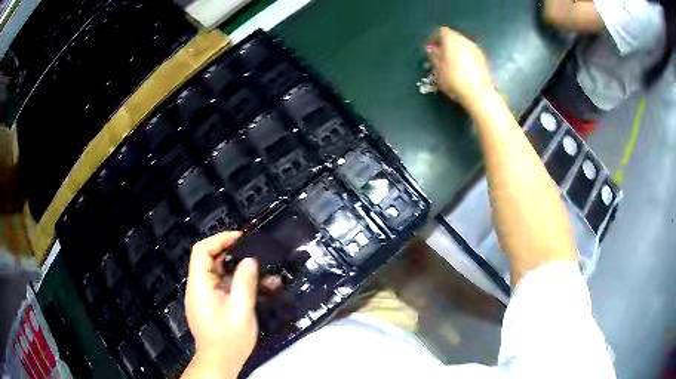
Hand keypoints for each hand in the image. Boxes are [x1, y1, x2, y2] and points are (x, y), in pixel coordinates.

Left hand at [183, 231, 257, 377]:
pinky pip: (222, 286)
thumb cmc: (229, 339)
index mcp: (200, 285)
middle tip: (254, 251)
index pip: (201, 251)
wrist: (220, 361)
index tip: (240, 238)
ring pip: (218, 273)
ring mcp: (204, 296)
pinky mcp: (211, 304)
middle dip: (232, 253)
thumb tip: (250, 260)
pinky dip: (237, 283)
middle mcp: (198, 287)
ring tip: (261, 271)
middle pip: (209, 260)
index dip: (219, 239)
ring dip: (238, 270)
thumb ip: (245, 283)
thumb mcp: (241, 310)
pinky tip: (257, 287)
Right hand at [426, 27, 493, 107]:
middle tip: (439, 55)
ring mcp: (476, 49)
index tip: (430, 48)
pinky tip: (461, 68)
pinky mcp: (483, 59)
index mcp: (452, 39)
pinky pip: (470, 53)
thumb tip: (431, 50)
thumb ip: (433, 56)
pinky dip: (464, 56)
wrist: (479, 94)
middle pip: (453, 36)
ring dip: (455, 50)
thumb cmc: (454, 80)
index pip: (441, 31)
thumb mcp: (437, 70)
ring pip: (462, 44)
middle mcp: (465, 40)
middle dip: (445, 43)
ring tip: (450, 62)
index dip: (434, 38)